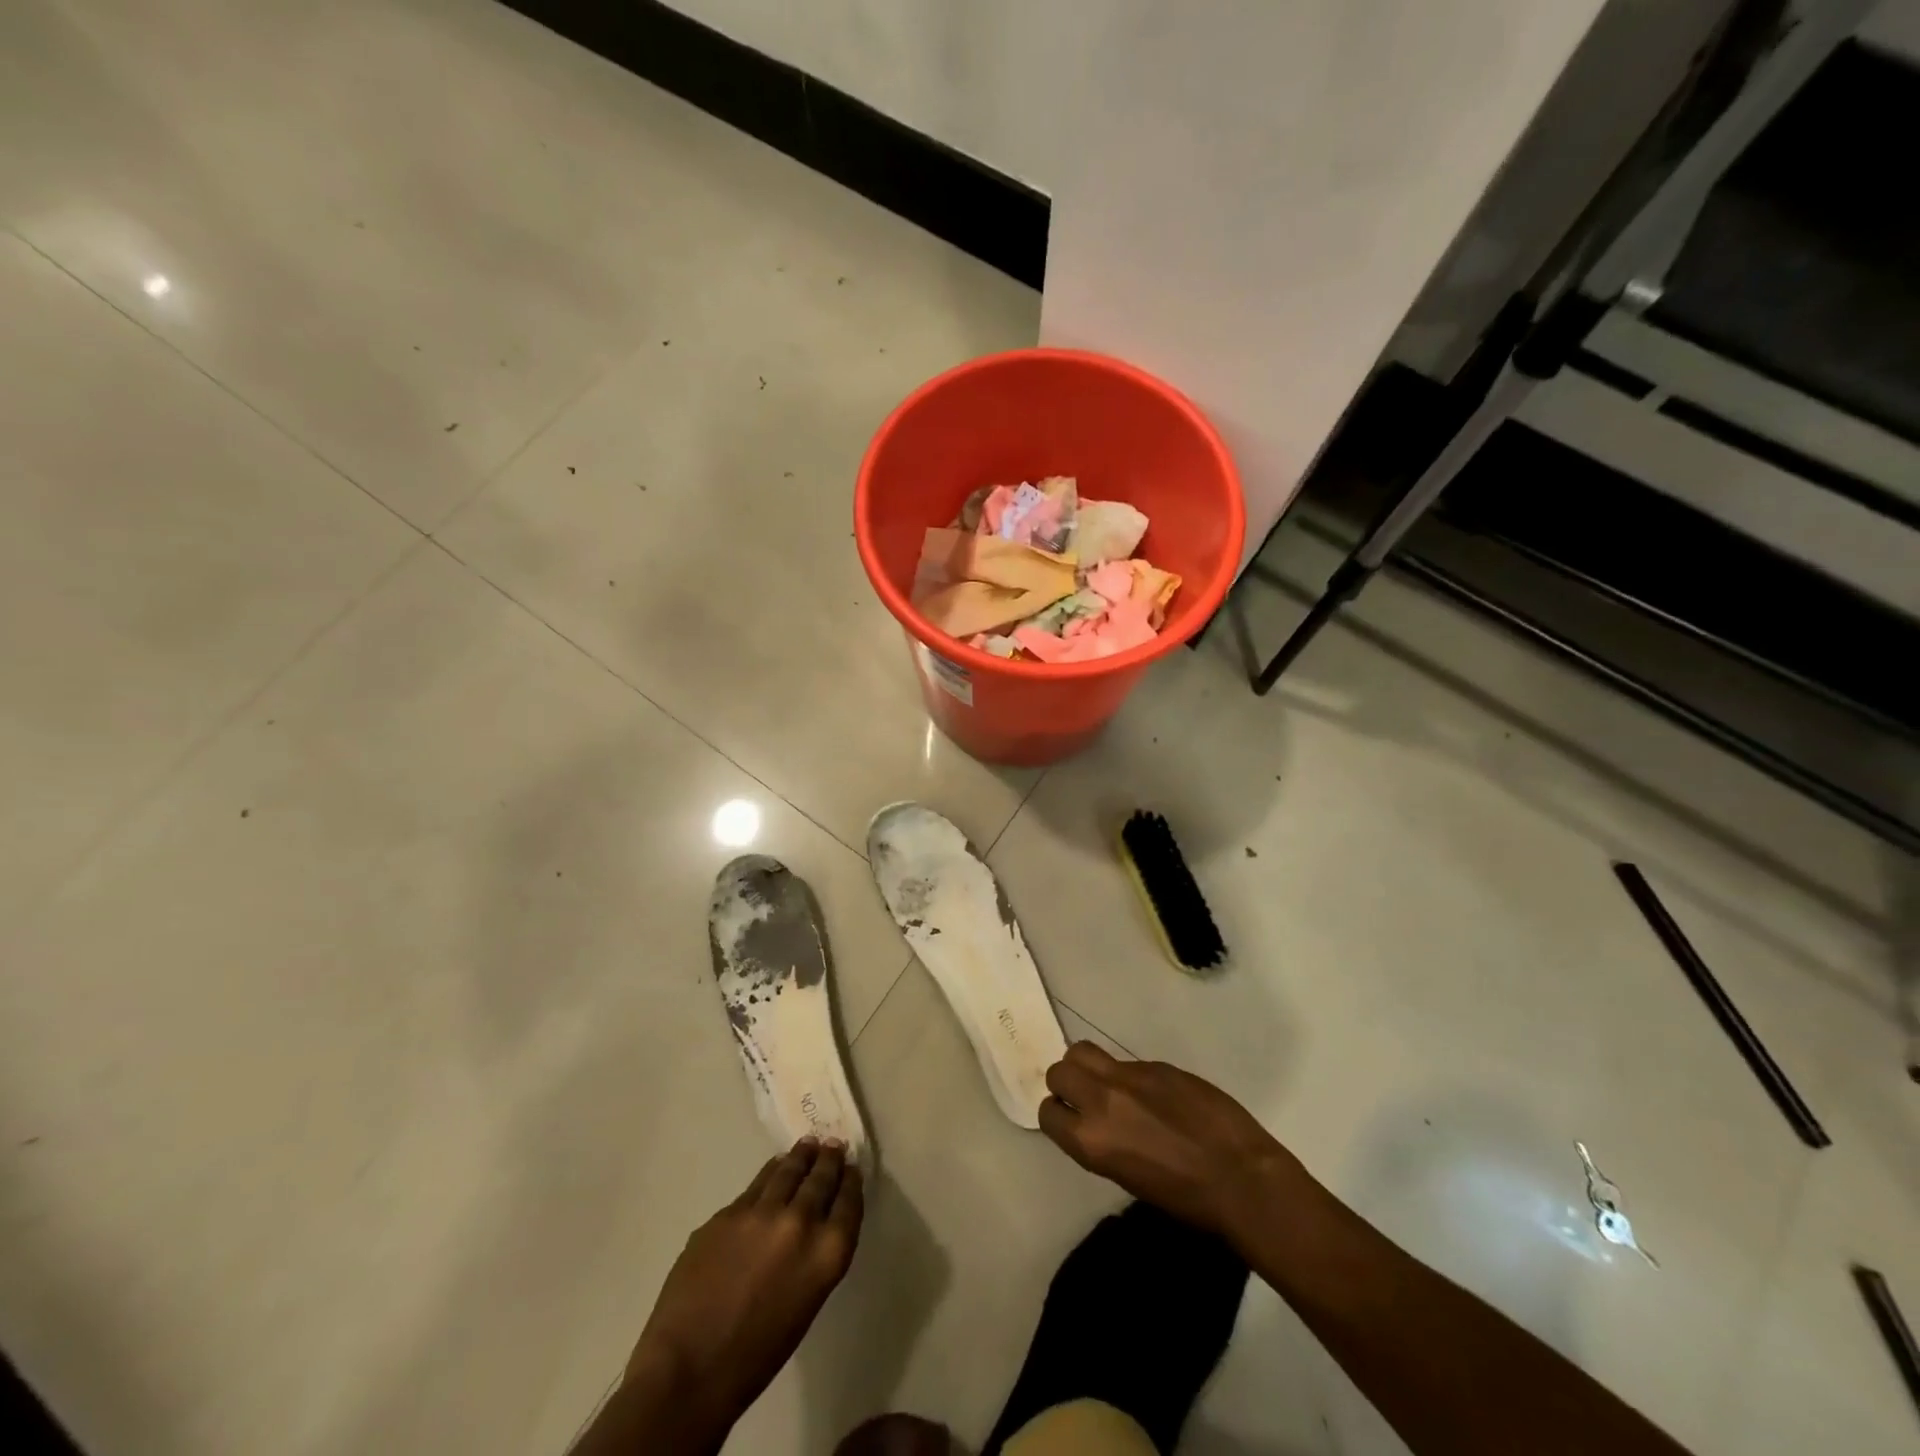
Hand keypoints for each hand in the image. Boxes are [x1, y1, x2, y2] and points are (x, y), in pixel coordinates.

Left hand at [625, 1137, 863, 1431]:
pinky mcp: (728, 1211)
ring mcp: (761, 1212)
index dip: (851, 1181)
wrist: (689, 1369)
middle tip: (832, 1146)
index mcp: (827, 1253)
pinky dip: (770, 1174)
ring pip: (788, 1170)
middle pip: (821, 1178)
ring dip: (801, 1157)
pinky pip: (756, 1185)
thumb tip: (813, 1227)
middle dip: (829, 1160)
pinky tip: (772, 1171)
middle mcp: (800, 1222)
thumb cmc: (756, 1355)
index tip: (851, 1168)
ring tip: (807, 1145)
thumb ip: (814, 1256)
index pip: (849, 1201)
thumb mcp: (805, 1303)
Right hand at [1039, 1042, 1304, 1241]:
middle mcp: (1101, 1100)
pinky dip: (1131, 1076)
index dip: (1058, 1114)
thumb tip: (1097, 1120)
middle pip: (1060, 1070)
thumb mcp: (1127, 1177)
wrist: (1242, 1179)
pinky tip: (1157, 1098)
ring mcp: (1129, 1076)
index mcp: (1090, 1140)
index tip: (1071, 1120)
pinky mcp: (1157, 1064)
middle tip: (1086, 1098)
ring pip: (1084, 1051)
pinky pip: (1128, 1062)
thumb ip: (1102, 1140)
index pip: (1047, 1111)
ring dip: (1089, 1067)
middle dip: (1067, 1082)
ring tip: (1112, 1087)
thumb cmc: (1186, 1200)